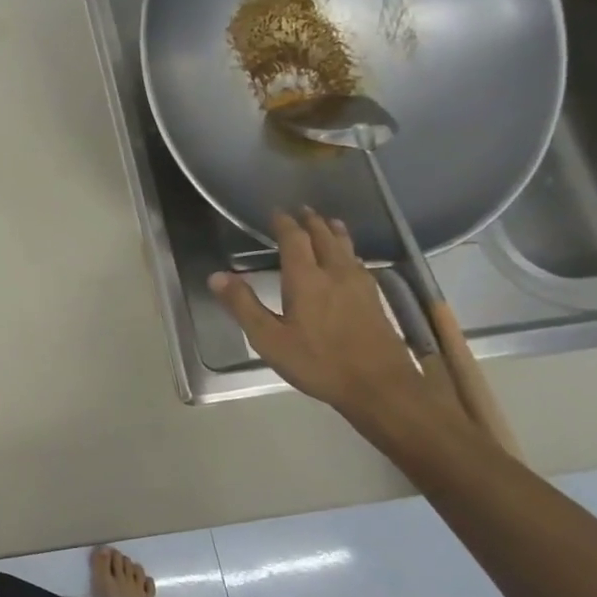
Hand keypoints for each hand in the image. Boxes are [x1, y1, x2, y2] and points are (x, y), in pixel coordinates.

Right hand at [208, 208, 421, 418]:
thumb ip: (243, 305)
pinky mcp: (375, 299)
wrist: (380, 386)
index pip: (294, 240)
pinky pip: (359, 263)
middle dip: (312, 222)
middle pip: (324, 238)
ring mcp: (361, 285)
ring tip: (329, 223)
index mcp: (306, 279)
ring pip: (346, 248)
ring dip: (334, 232)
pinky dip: (349, 251)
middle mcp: (335, 273)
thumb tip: (217, 276)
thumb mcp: (269, 339)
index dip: (284, 224)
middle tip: (302, 210)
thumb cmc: (318, 362)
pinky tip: (351, 261)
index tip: (276, 212)